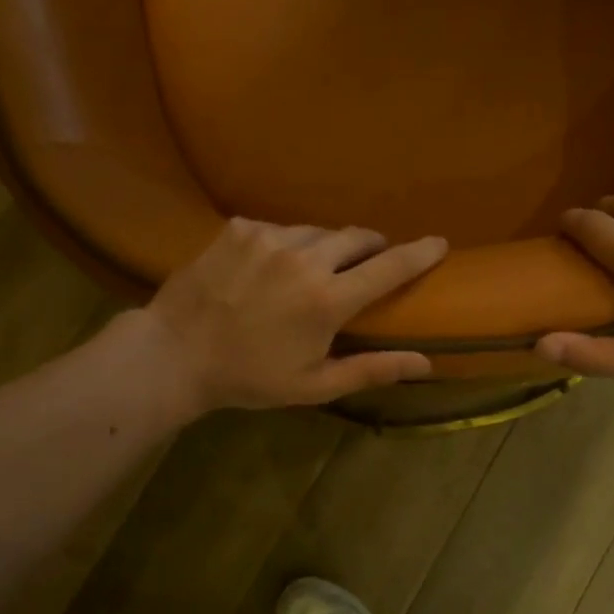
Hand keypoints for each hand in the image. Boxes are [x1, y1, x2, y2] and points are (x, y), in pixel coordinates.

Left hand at [138, 217, 447, 412]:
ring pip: (318, 231)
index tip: (440, 242)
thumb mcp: (314, 385)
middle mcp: (304, 258)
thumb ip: (372, 370)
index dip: (420, 253)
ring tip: (317, 269)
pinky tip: (273, 267)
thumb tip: (426, 363)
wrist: (174, 354)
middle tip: (371, 262)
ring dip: (328, 247)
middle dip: (372, 247)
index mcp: (327, 300)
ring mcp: (269, 238)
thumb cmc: (249, 377)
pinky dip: (289, 244)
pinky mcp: (241, 228)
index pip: (389, 267)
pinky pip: (281, 228)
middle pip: (357, 237)